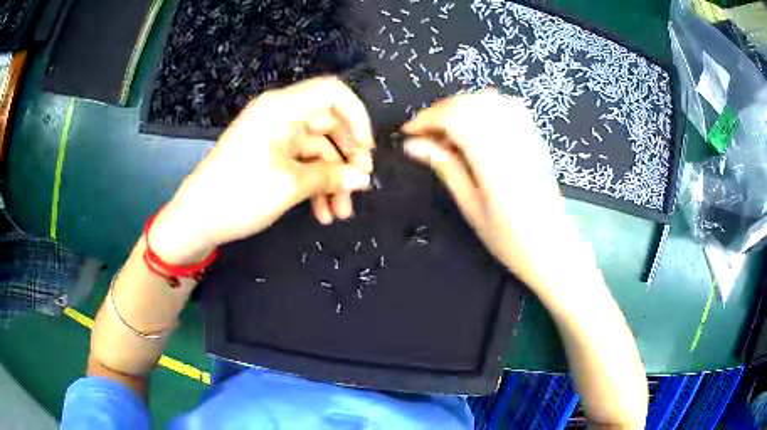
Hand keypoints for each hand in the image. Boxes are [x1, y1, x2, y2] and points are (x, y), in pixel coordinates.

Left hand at [150, 77, 374, 262]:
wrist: (197, 220)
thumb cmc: (239, 195)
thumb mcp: (289, 186)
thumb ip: (331, 177)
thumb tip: (364, 178)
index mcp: (281, 108)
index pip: (333, 93)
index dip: (357, 117)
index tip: (367, 150)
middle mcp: (280, 115)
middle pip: (329, 124)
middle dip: (347, 157)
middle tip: (359, 187)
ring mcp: (274, 136)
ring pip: (318, 150)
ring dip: (332, 180)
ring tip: (340, 213)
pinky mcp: (270, 156)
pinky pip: (302, 163)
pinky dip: (315, 185)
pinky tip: (323, 213)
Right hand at [402, 90, 584, 297]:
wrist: (552, 246)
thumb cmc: (509, 238)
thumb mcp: (471, 207)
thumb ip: (445, 167)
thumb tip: (413, 145)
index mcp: (494, 159)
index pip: (455, 117)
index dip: (427, 119)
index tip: (408, 133)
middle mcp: (512, 139)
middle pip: (470, 102)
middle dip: (441, 111)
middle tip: (426, 135)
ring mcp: (527, 135)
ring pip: (488, 99)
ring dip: (461, 106)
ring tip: (449, 131)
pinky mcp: (535, 137)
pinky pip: (508, 105)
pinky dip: (485, 107)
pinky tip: (478, 126)